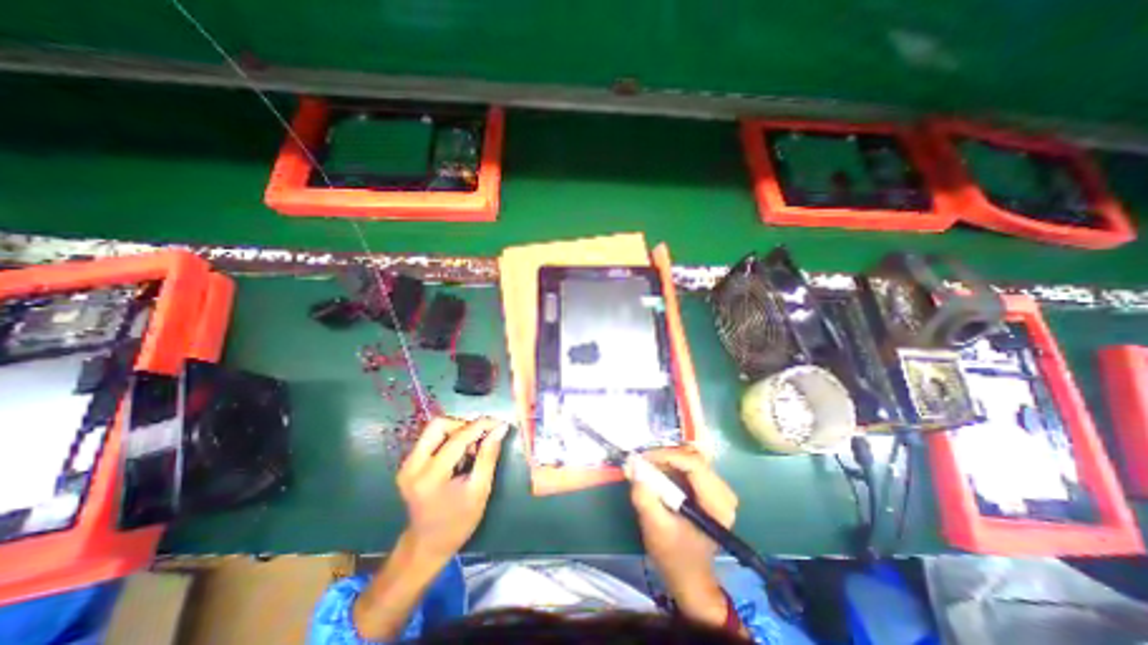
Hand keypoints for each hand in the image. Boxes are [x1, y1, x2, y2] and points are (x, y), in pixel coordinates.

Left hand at [396, 417, 506, 561]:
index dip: (481, 426)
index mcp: (430, 477)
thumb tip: (500, 428)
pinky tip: (461, 455)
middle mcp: (412, 466)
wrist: (426, 545)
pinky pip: (431, 438)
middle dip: (464, 425)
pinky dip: (450, 439)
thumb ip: (489, 456)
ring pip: (434, 429)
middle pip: (439, 425)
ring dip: (457, 431)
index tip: (499, 423)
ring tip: (472, 449)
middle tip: (481, 437)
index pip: (457, 438)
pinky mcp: (408, 463)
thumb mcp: (479, 490)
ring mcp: (407, 464)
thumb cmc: (458, 522)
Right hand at [628, 447, 733, 627]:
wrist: (688, 575)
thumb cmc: (674, 556)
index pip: (694, 464)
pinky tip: (656, 472)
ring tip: (646, 467)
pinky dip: (670, 465)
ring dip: (665, 460)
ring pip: (689, 458)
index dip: (666, 456)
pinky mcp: (709, 488)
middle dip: (664, 457)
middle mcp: (723, 492)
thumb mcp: (655, 527)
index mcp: (717, 504)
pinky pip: (688, 465)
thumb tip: (632, 464)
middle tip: (641, 462)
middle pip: (692, 458)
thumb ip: (644, 496)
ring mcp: (718, 489)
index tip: (642, 458)